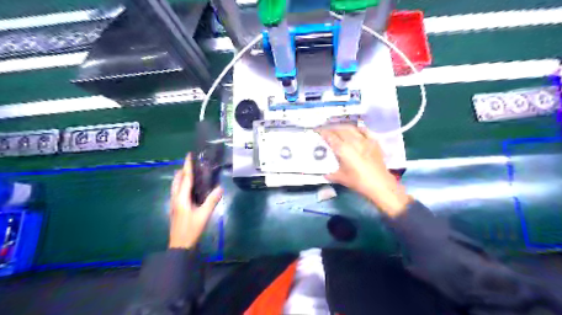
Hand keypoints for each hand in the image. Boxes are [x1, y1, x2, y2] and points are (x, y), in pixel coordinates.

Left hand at [168, 154, 223, 248]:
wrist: (179, 245)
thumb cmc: (191, 230)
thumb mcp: (204, 215)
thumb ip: (211, 201)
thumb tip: (220, 187)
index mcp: (181, 198)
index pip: (185, 178)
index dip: (187, 166)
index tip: (189, 155)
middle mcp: (175, 198)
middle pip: (177, 180)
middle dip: (183, 170)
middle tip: (192, 164)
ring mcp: (174, 203)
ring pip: (175, 186)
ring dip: (181, 177)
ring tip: (190, 173)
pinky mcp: (176, 208)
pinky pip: (177, 191)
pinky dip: (181, 184)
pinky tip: (189, 188)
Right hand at [319, 126, 411, 216]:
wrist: (379, 183)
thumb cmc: (358, 181)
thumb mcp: (341, 178)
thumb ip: (331, 174)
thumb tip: (325, 174)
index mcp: (343, 149)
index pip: (330, 136)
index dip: (322, 132)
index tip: (317, 130)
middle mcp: (352, 141)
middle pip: (339, 129)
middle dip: (331, 128)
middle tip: (325, 130)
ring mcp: (364, 140)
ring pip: (350, 128)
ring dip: (342, 127)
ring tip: (337, 128)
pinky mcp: (373, 141)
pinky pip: (364, 130)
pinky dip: (357, 128)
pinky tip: (354, 130)